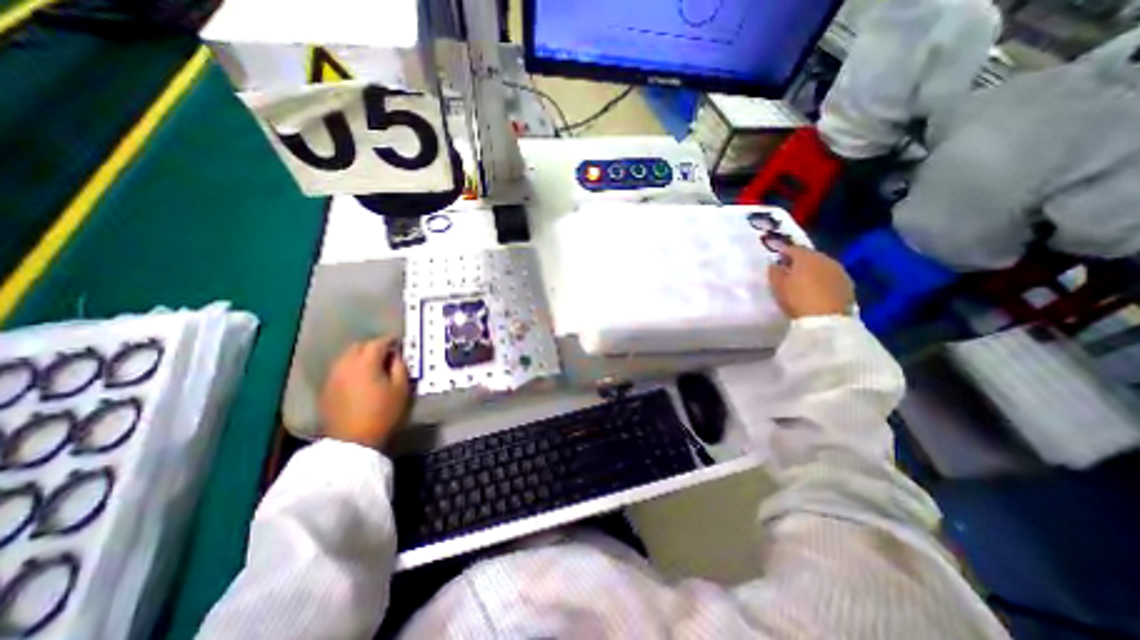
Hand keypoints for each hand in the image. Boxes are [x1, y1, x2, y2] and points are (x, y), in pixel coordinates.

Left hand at [316, 337, 412, 445]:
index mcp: (365, 363)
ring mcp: (333, 376)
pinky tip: (360, 377)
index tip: (399, 342)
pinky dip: (351, 367)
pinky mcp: (326, 388)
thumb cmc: (383, 412)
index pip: (378, 343)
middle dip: (373, 346)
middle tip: (387, 353)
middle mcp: (345, 364)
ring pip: (347, 357)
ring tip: (373, 364)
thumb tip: (396, 355)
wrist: (353, 441)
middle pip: (359, 346)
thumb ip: (400, 366)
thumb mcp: (401, 388)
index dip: (390, 340)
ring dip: (361, 356)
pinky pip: (340, 369)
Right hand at [765, 244, 855, 317]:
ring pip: (823, 265)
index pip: (793, 248)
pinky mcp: (848, 284)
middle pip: (810, 255)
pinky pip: (832, 276)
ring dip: (814, 270)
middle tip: (790, 270)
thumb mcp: (777, 286)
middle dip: (800, 261)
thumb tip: (775, 263)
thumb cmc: (797, 299)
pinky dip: (824, 279)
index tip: (778, 259)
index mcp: (806, 257)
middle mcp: (825, 259)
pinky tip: (818, 289)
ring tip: (805, 280)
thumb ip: (775, 271)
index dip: (784, 252)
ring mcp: (840, 271)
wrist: (826, 320)